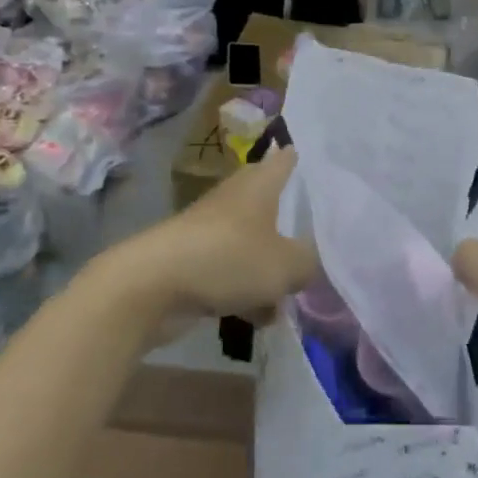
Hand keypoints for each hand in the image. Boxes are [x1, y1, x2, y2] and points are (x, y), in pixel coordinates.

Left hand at [150, 147, 318, 316]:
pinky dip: (245, 288)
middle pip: (269, 202)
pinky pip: (230, 270)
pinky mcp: (193, 260)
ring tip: (293, 292)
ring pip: (252, 241)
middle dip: (290, 221)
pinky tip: (261, 318)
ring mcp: (211, 229)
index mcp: (260, 184)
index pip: (285, 160)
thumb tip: (308, 263)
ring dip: (268, 263)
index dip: (303, 161)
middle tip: (319, 238)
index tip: (325, 170)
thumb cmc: (228, 258)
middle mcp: (235, 198)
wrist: (152, 286)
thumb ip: (308, 263)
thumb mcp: (286, 265)